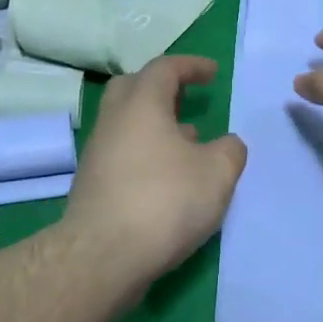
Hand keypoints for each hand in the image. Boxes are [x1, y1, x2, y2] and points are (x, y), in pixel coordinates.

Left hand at [66, 56, 247, 283]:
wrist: (103, 256)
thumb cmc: (165, 202)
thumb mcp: (217, 174)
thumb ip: (230, 151)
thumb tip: (227, 144)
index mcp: (141, 105)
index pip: (164, 68)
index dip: (191, 66)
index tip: (212, 73)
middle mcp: (113, 122)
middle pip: (133, 89)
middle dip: (162, 88)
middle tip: (186, 98)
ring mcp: (98, 155)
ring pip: (126, 125)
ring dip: (156, 126)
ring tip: (188, 143)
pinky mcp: (93, 186)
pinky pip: (122, 155)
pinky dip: (146, 154)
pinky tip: (168, 180)